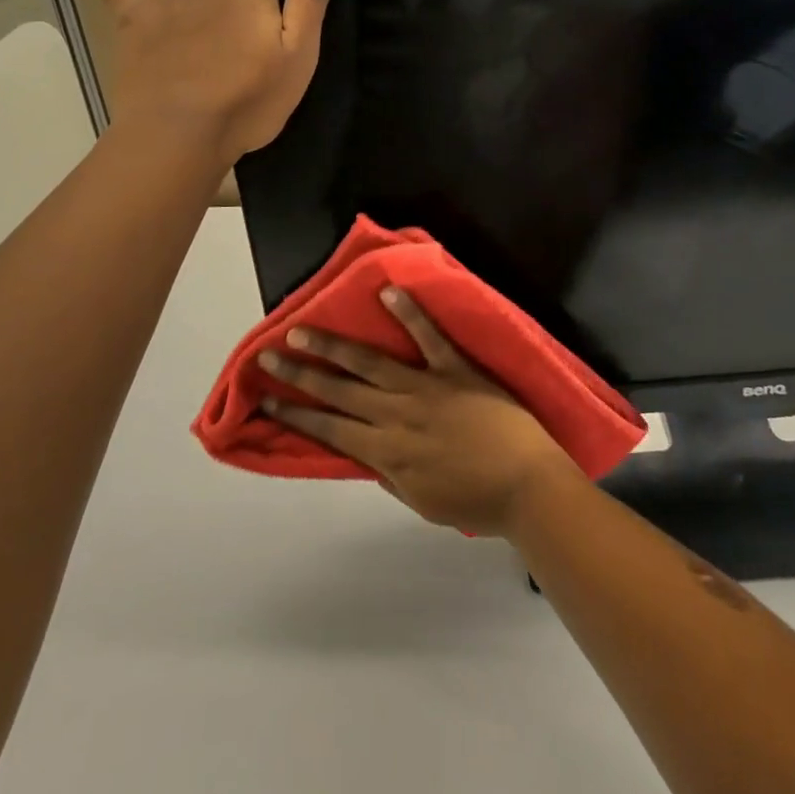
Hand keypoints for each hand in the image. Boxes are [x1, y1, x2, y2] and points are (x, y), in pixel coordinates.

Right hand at [258, 287, 580, 536]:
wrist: (527, 486)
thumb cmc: (476, 501)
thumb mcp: (422, 502)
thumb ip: (390, 475)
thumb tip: (363, 454)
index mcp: (387, 452)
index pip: (330, 430)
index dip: (296, 414)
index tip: (267, 399)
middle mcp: (396, 416)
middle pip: (338, 392)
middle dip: (299, 375)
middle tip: (268, 357)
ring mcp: (425, 388)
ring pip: (369, 363)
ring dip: (332, 346)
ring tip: (301, 330)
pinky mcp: (454, 368)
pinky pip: (428, 336)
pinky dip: (409, 313)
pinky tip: (386, 291)